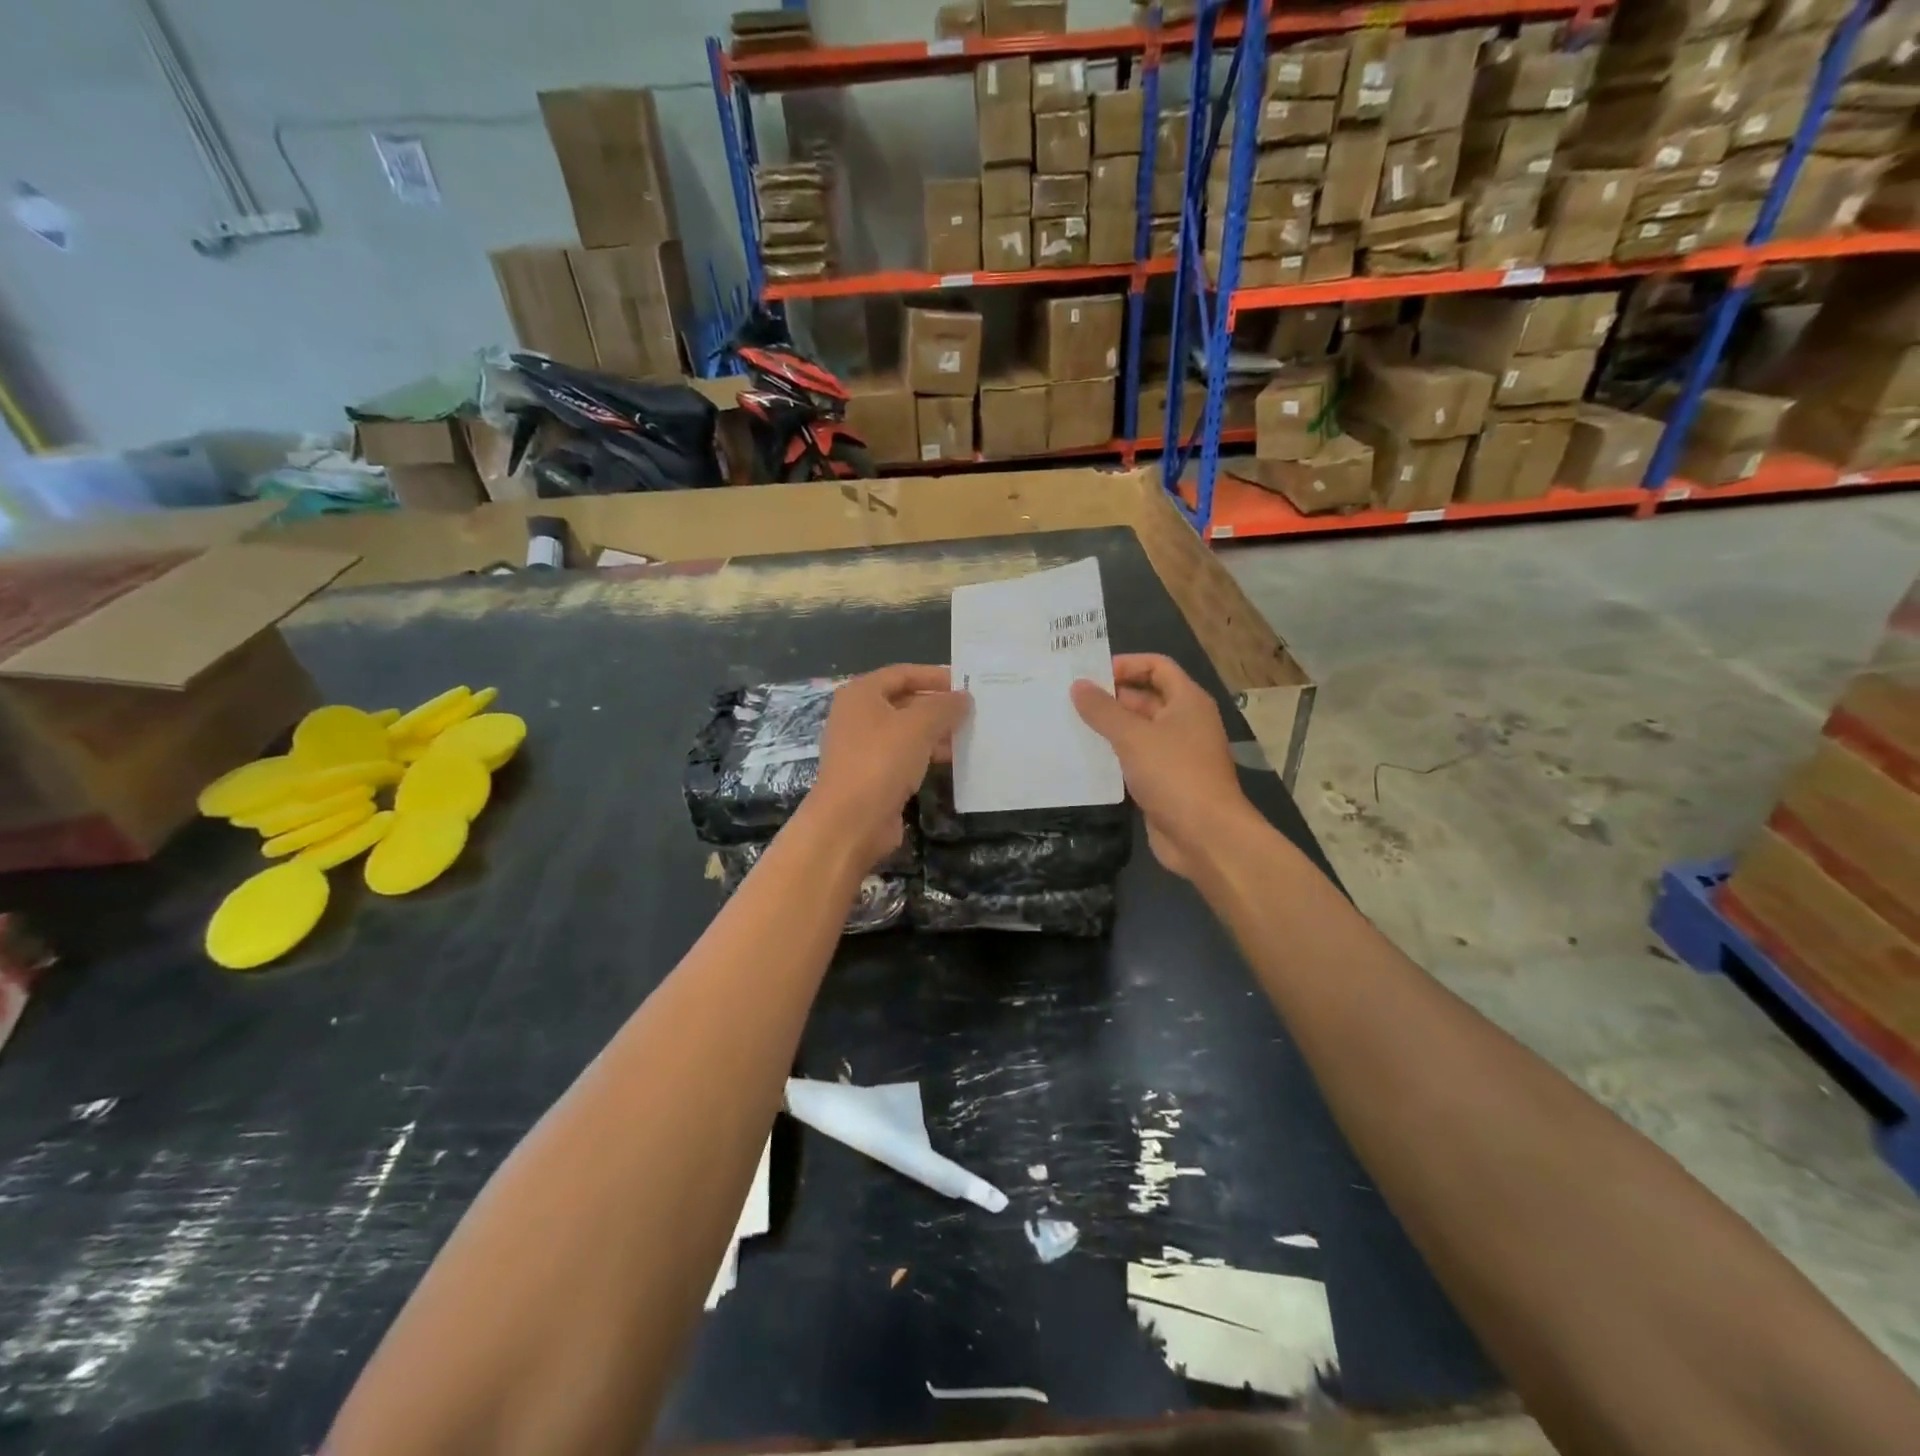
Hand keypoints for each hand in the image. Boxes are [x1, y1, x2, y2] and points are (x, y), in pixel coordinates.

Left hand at [804, 664, 970, 872]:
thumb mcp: (919, 726)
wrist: (850, 821)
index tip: (966, 684)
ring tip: (970, 735)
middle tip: (973, 711)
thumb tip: (964, 697)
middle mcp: (858, 716)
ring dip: (936, 732)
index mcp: (861, 694)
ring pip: (906, 731)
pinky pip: (904, 756)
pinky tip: (952, 760)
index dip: (935, 676)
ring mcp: (863, 748)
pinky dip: (926, 754)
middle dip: (938, 706)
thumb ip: (944, 706)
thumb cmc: (881, 761)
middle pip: (904, 701)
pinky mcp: (872, 775)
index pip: (902, 673)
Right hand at [1070, 654, 1251, 879]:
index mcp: (1187, 701)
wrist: (1205, 836)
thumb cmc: (1174, 774)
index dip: (1126, 664)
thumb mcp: (1133, 736)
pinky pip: (1136, 759)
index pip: (1157, 666)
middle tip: (1070, 700)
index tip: (1090, 674)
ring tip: (1071, 725)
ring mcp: (1176, 754)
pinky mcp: (1164, 781)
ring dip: (1109, 728)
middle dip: (1111, 697)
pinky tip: (1085, 758)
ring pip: (1138, 731)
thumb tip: (1078, 685)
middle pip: (1146, 697)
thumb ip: (1103, 710)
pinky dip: (1114, 755)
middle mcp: (1184, 722)